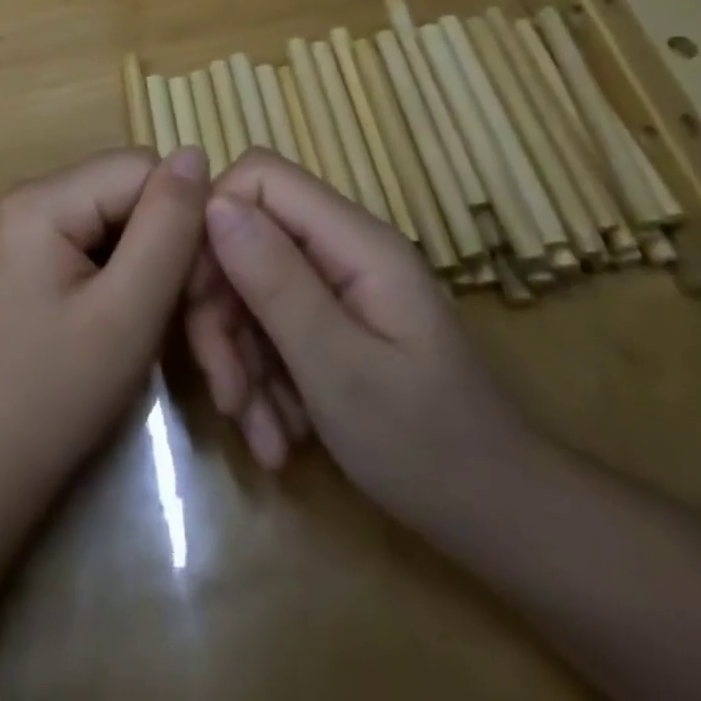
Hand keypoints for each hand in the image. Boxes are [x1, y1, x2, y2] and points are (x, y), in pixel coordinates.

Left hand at [0, 147, 209, 497]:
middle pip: (131, 191)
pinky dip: (131, 277)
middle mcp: (30, 197)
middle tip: (192, 319)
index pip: (141, 168)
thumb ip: (167, 227)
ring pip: (123, 219)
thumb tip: (195, 152)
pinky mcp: (37, 256)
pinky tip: (137, 322)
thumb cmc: (56, 397)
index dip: (184, 219)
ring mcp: (30, 227)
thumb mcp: (127, 312)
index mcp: (40, 199)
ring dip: (156, 267)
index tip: (202, 288)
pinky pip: (102, 243)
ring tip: (166, 327)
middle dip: (171, 246)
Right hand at [184, 151, 535, 529]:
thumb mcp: (340, 370)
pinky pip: (270, 325)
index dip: (214, 220)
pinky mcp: (330, 320)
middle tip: (227, 390)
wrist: (502, 523)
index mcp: (355, 241)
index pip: (259, 177)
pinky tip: (275, 434)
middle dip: (220, 311)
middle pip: (244, 237)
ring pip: (249, 287)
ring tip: (259, 433)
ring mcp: (336, 285)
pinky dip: (260, 377)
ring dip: (238, 358)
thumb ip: (275, 281)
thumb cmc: (429, 448)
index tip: (197, 295)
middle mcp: (342, 248)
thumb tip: (213, 202)